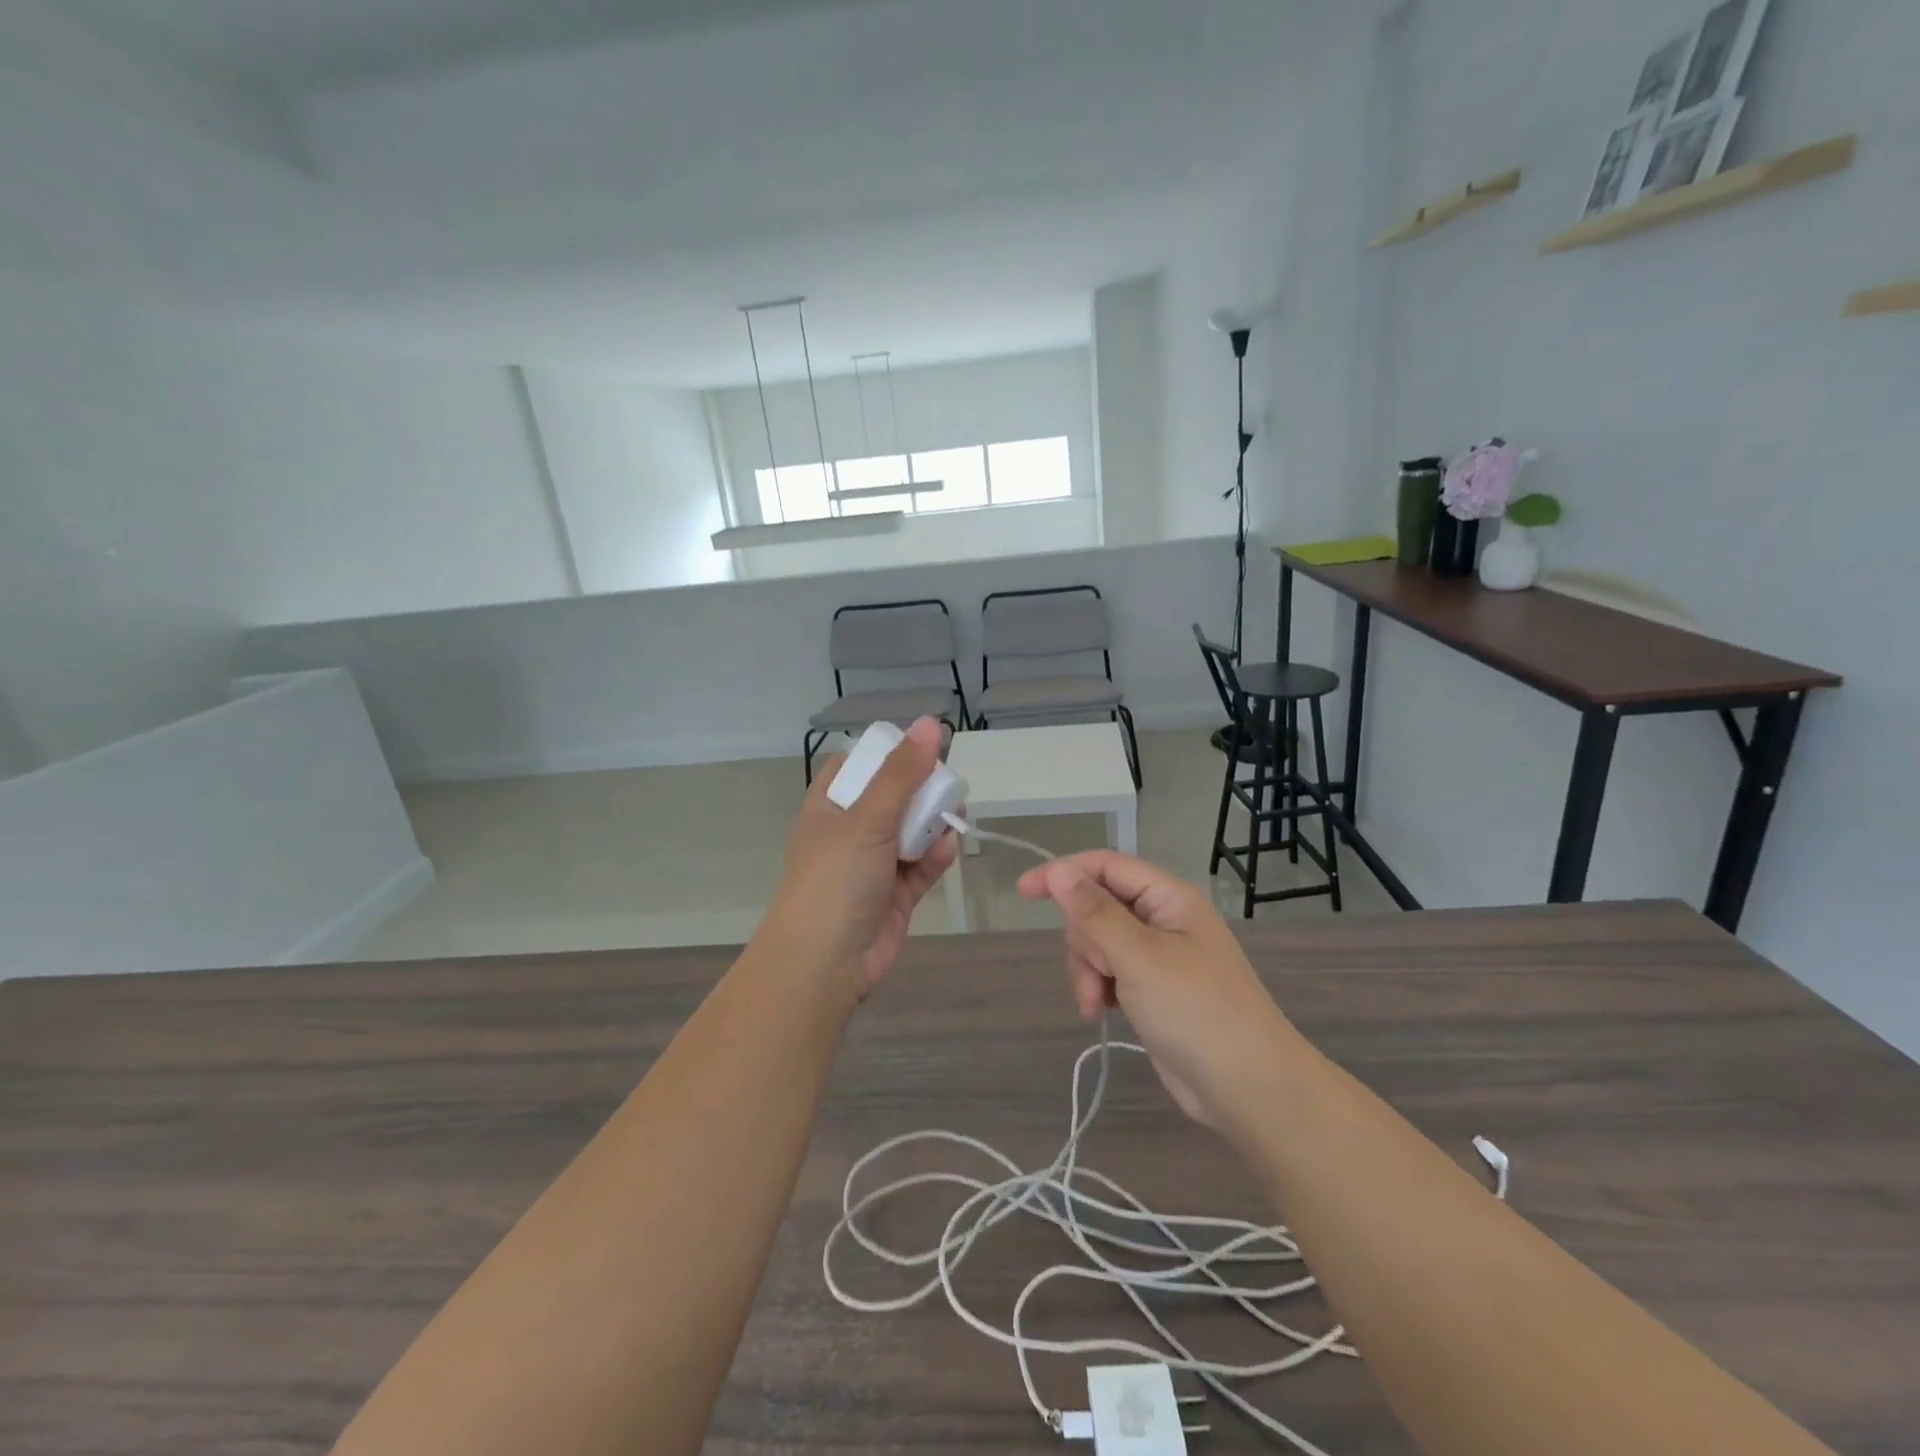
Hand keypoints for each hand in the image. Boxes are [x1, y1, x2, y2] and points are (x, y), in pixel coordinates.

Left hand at [764, 718, 959, 1003]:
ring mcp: (873, 865)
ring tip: (956, 815)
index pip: (855, 767)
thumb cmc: (836, 879)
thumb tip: (931, 722)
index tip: (918, 748)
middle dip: (921, 790)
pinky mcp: (896, 894)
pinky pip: (921, 865)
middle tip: (948, 784)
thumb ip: (903, 772)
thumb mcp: (868, 818)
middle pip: (891, 797)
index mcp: (829, 807)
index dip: (885, 755)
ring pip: (911, 831)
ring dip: (933, 823)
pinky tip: (947, 850)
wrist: (826, 964)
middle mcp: (849, 832)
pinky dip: (935, 856)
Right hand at [1017, 852, 1296, 1129]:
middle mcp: (1163, 919)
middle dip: (1083, 941)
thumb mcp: (1140, 957)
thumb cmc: (1197, 1012)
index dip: (1063, 873)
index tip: (1023, 892)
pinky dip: (1097, 988)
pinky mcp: (1152, 989)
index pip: (1105, 866)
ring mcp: (1158, 956)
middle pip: (1097, 907)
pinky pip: (1108, 972)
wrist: (1249, 1089)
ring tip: (1096, 1004)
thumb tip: (1058, 870)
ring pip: (1098, 943)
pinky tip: (1100, 1012)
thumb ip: (1095, 913)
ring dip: (1087, 970)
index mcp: (1168, 898)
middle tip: (1097, 973)